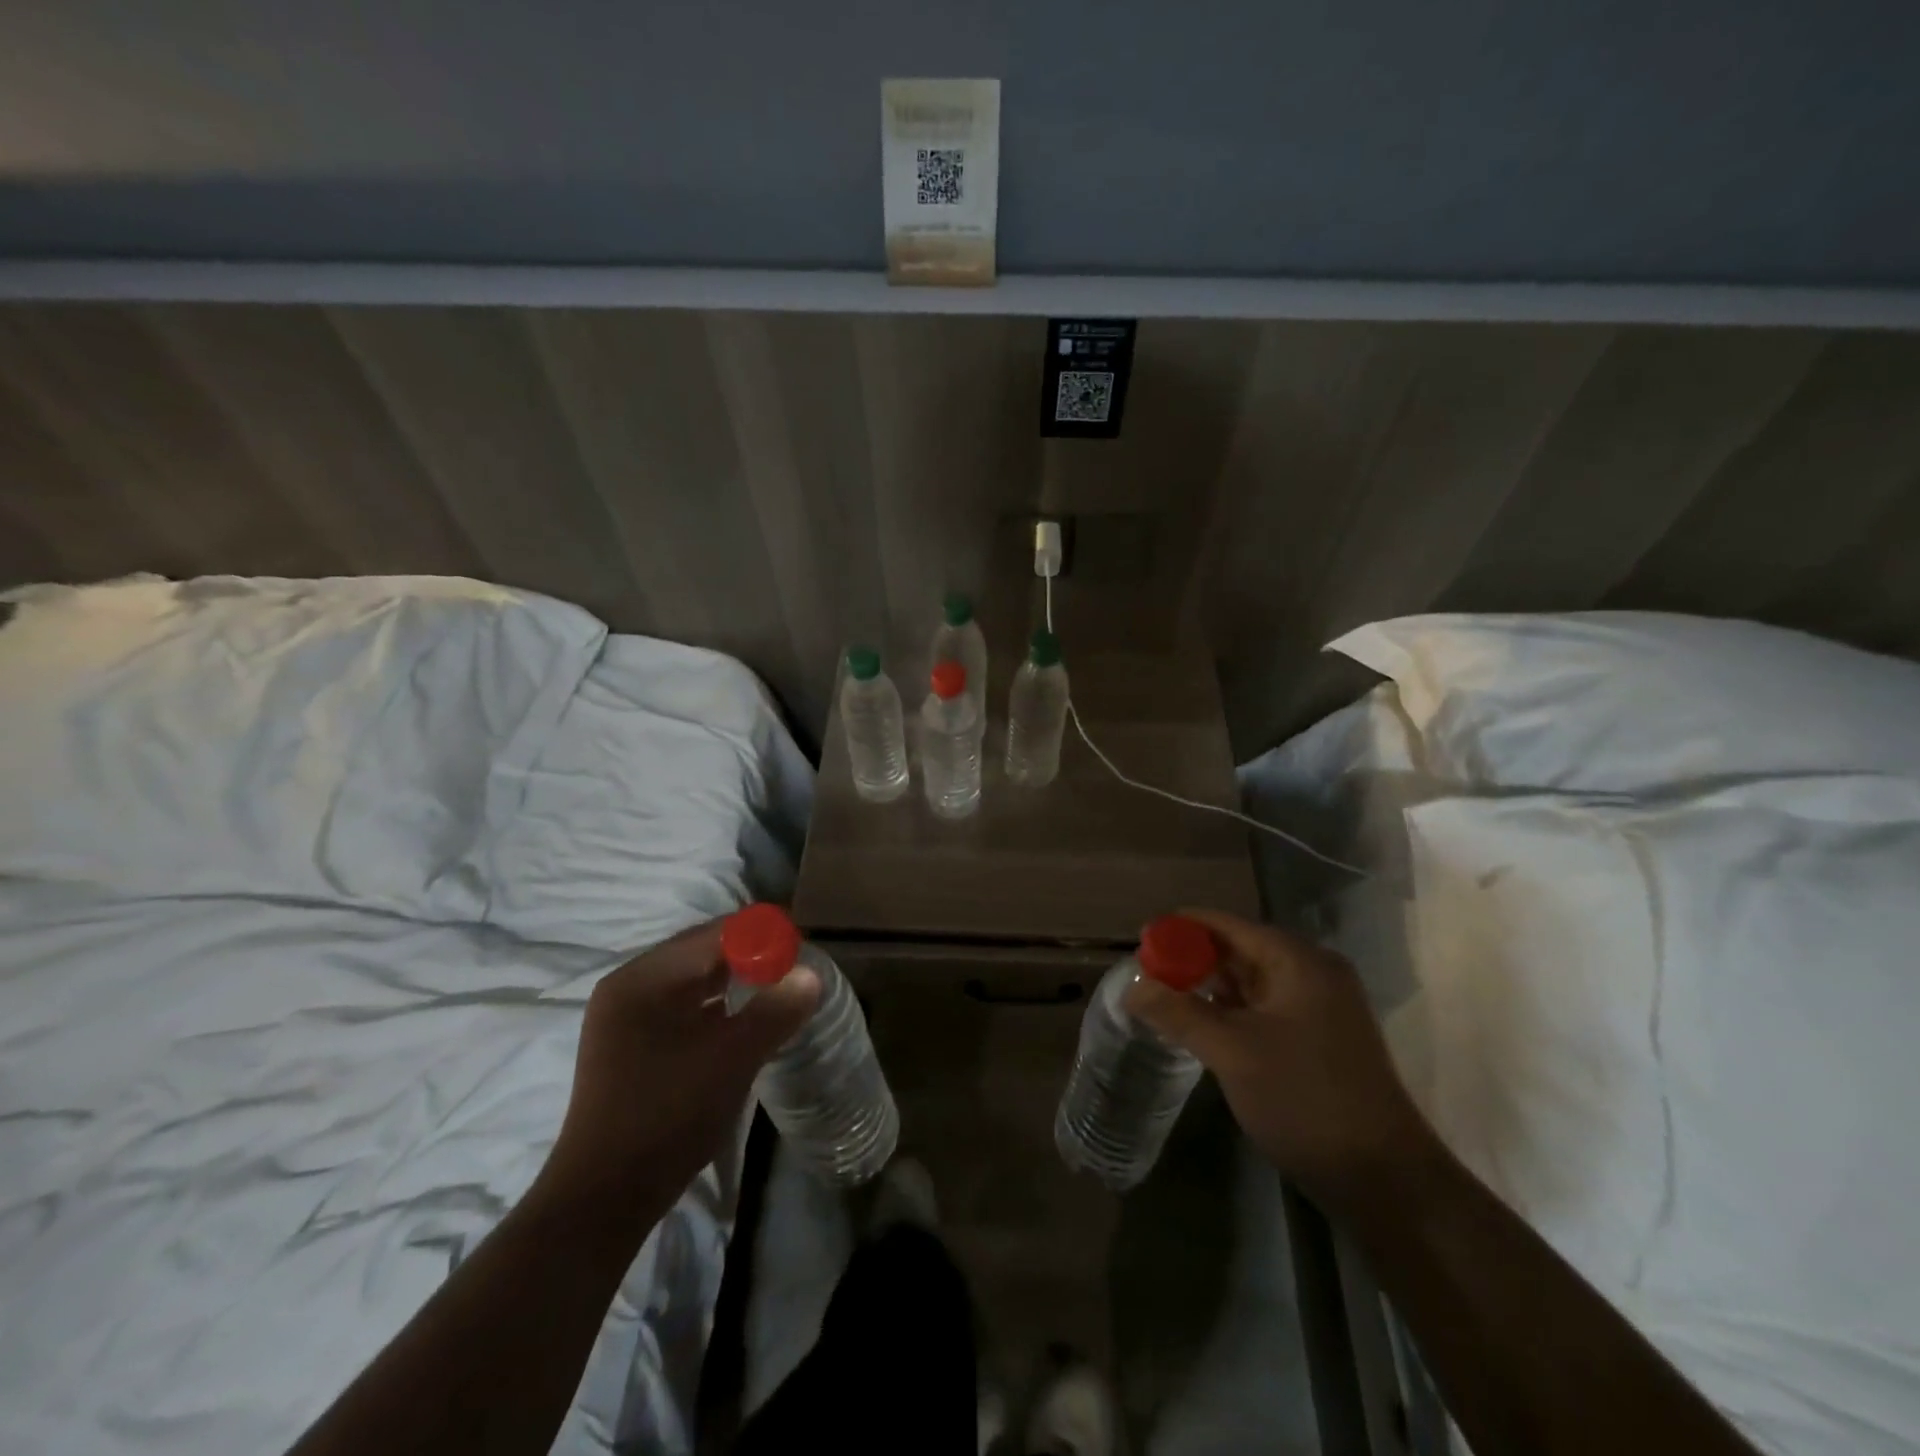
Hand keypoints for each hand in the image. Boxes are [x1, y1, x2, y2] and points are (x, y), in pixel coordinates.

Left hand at [537, 918, 819, 1228]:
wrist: (605, 1199)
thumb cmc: (669, 1114)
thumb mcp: (733, 1058)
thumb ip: (776, 1010)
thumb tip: (812, 975)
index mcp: (644, 977)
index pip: (713, 934)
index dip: (760, 935)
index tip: (800, 948)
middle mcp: (628, 987)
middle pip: (701, 954)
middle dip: (750, 958)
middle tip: (794, 970)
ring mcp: (624, 1019)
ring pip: (693, 984)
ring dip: (735, 984)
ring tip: (776, 994)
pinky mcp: (629, 1048)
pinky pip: (682, 1010)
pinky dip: (715, 1009)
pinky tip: (743, 1024)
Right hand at [1125, 908, 1437, 1206]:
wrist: (1384, 1179)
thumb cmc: (1304, 1100)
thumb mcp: (1230, 1051)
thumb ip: (1177, 1012)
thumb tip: (1131, 986)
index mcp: (1297, 960)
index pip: (1226, 925)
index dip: (1180, 929)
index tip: (1140, 942)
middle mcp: (1312, 971)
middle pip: (1238, 949)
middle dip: (1192, 960)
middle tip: (1147, 976)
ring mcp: (1320, 1006)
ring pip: (1250, 981)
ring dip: (1209, 987)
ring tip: (1165, 999)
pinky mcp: (1320, 1037)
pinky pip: (1265, 1007)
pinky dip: (1232, 1011)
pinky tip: (1202, 1026)